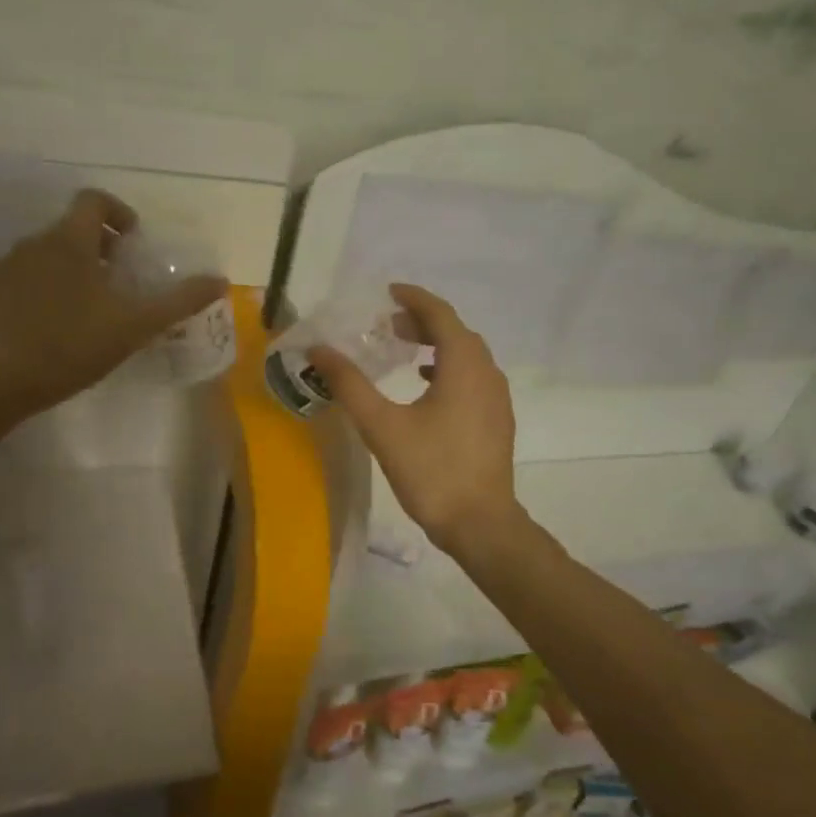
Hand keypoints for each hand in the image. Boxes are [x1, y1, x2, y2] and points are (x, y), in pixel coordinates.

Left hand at [0, 189, 226, 418]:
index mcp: (70, 241)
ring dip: (74, 269)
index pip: (93, 200)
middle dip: (101, 248)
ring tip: (91, 309)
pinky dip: (47, 289)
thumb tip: (219, 280)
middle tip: (121, 283)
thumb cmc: (72, 345)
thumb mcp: (136, 325)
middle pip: (73, 228)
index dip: (119, 213)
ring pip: (49, 254)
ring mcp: (7, 268)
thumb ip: (179, 300)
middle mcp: (35, 243)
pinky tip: (56, 327)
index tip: (134, 244)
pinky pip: (26, 278)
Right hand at [310, 284, 524, 557]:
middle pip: (455, 331)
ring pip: (467, 355)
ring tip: (403, 350)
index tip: (387, 292)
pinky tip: (426, 386)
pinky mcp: (497, 419)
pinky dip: (448, 368)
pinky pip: (473, 377)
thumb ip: (349, 384)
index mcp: (464, 364)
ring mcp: (497, 397)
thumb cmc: (431, 470)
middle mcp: (487, 372)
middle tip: (386, 324)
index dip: (413, 298)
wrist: (480, 524)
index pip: (440, 314)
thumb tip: (318, 349)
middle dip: (422, 321)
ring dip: (436, 344)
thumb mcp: (382, 426)